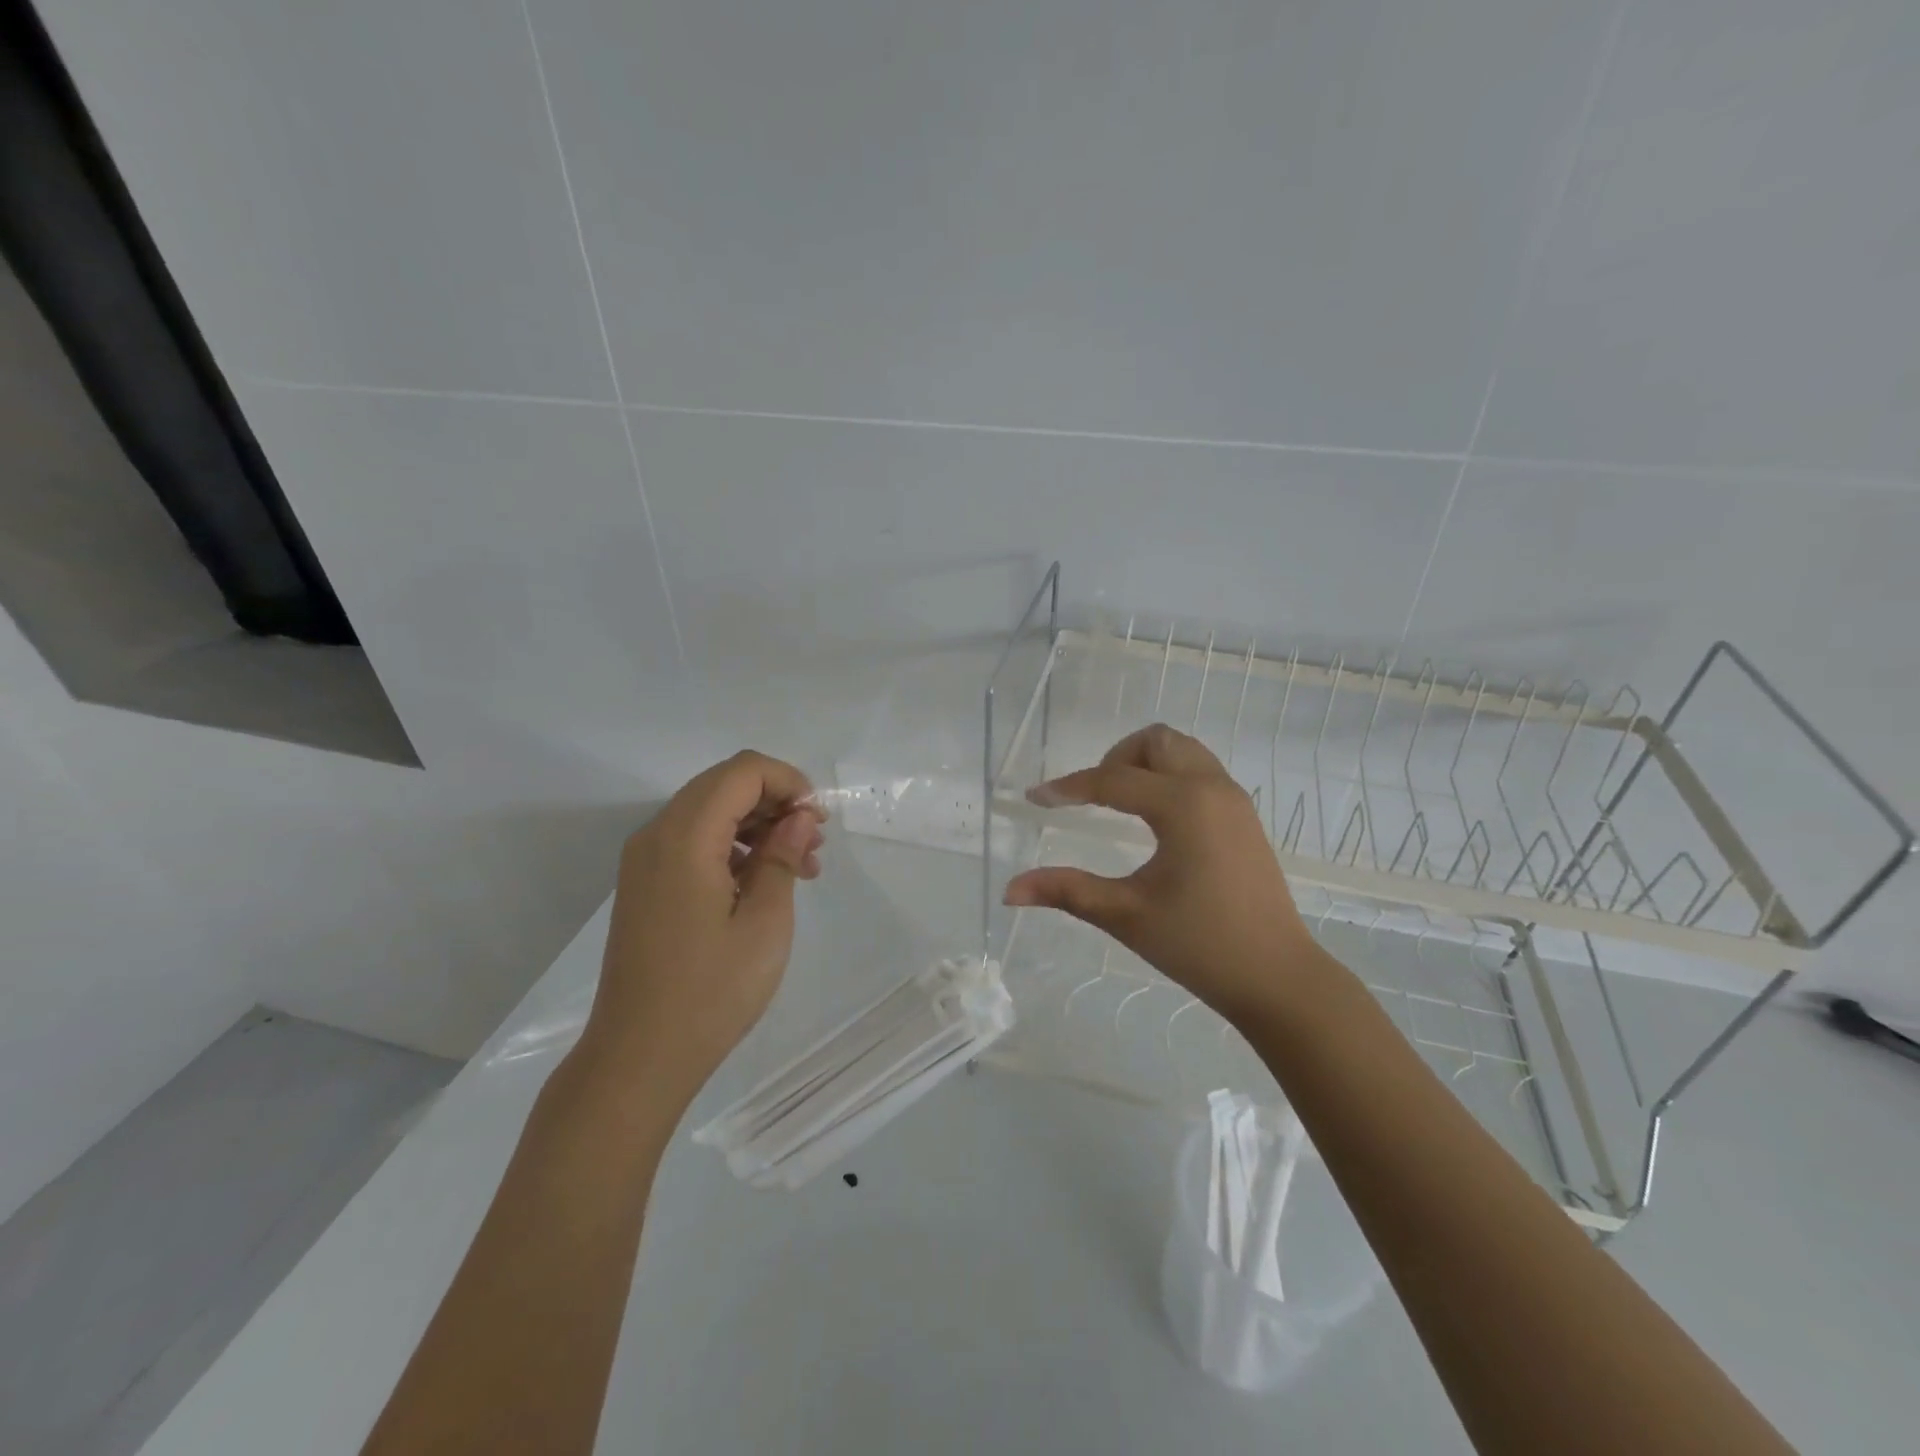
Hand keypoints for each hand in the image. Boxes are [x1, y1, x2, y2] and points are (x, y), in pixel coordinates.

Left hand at [579, 751, 824, 1109]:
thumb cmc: (711, 992)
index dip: (789, 782)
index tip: (818, 821)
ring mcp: (645, 860)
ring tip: (800, 866)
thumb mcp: (765, 923)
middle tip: (814, 843)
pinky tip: (763, 883)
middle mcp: (657, 835)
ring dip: (758, 825)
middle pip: (724, 785)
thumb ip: (782, 857)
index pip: (742, 771)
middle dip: (776, 801)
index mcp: (685, 837)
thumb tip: (798, 817)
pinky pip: (694, 841)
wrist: (638, 1057)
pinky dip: (733, 846)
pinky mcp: (646, 884)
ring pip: (710, 811)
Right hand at [1003, 724, 1328, 1028]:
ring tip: (1119, 805)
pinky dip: (1169, 777)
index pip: (1112, 781)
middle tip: (1091, 798)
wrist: (1277, 977)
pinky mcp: (1244, 816)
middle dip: (1115, 758)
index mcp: (1183, 805)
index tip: (1033, 800)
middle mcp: (1212, 788)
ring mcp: (1234, 800)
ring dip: (1145, 764)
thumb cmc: (1200, 945)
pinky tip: (1153, 820)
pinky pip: (1200, 772)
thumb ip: (1066, 891)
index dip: (1067, 788)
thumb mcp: (1125, 915)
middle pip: (1156, 741)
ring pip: (1183, 751)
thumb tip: (1009, 891)